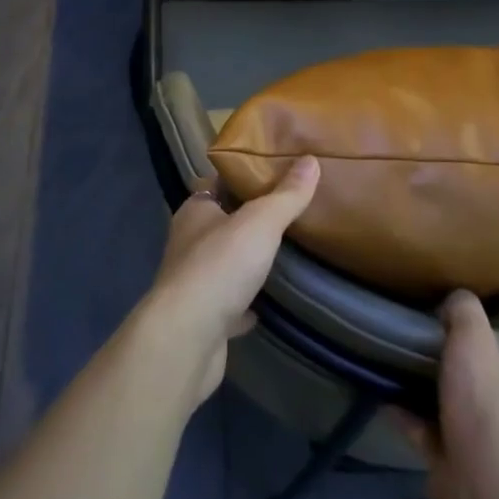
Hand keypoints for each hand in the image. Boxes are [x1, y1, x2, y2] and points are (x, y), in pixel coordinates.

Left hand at [141, 156, 319, 408]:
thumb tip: (311, 160)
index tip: (277, 171)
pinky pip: (232, 303)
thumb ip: (286, 195)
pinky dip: (249, 302)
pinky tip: (273, 302)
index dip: (244, 174)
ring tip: (289, 252)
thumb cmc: (220, 266)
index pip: (218, 182)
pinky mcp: (205, 318)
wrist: (187, 338)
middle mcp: (189, 242)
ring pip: (227, 263)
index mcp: (196, 211)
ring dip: (250, 260)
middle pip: (224, 222)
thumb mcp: (260, 222)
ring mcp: (195, 282)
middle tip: (292, 210)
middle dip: (252, 218)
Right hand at [397, 291, 498, 498]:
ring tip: (421, 370)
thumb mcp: (475, 341)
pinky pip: (432, 435)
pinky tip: (389, 399)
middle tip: (483, 356)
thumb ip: (466, 312)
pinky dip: (413, 420)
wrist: (472, 479)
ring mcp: (492, 450)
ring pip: (475, 418)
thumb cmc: (488, 406)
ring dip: (452, 400)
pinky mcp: (458, 465)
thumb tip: (457, 300)